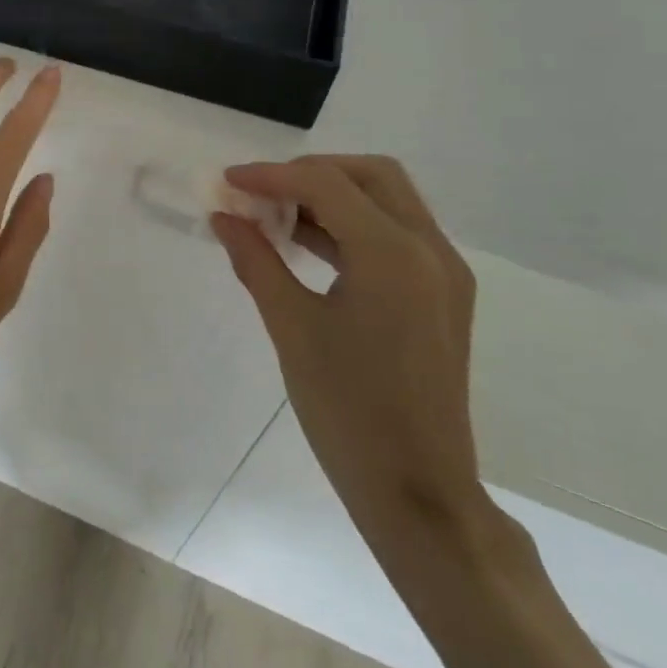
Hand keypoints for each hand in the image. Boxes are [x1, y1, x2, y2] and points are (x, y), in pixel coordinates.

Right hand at [212, 155, 487, 551]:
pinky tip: (308, 244)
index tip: (228, 181)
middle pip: (371, 175)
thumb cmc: (348, 411)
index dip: (271, 175)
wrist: (419, 494)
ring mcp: (444, 272)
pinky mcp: (443, 294)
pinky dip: (352, 224)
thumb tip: (222, 217)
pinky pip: (397, 234)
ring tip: (276, 215)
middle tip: (261, 193)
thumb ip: (256, 260)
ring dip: (333, 195)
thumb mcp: (292, 328)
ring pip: (388, 200)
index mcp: (394, 255)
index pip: (327, 185)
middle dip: (311, 173)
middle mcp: (430, 250)